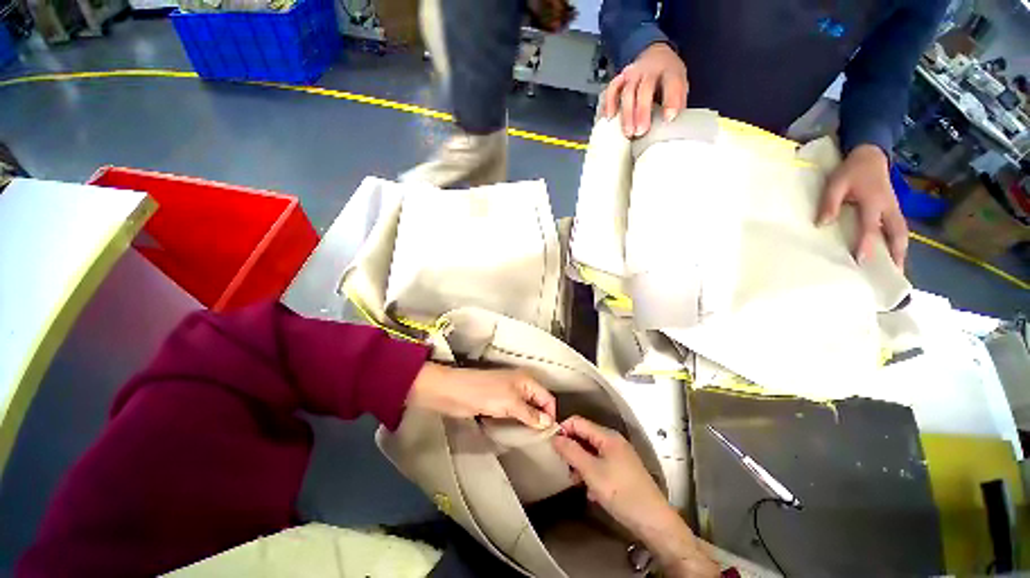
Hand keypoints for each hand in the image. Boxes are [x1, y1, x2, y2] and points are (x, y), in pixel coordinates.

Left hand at [407, 364, 556, 428]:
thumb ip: (531, 414)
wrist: (454, 392)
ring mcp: (509, 394)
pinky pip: (516, 412)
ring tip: (533, 439)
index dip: (550, 414)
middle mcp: (521, 385)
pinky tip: (520, 432)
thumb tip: (549, 423)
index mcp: (526, 380)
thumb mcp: (511, 403)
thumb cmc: (484, 393)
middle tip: (542, 440)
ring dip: (531, 421)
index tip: (549, 435)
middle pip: (539, 402)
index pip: (547, 397)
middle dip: (542, 418)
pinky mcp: (499, 402)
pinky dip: (520, 420)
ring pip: (527, 408)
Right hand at [551, 417, 717, 577]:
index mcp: (607, 436)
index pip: (578, 421)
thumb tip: (555, 437)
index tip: (551, 445)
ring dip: (580, 464)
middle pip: (584, 436)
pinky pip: (600, 464)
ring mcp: (619, 456)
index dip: (563, 429)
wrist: (653, 521)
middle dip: (572, 449)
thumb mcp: (592, 472)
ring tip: (575, 481)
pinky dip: (591, 473)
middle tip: (564, 467)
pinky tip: (590, 491)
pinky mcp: (622, 470)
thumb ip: (571, 452)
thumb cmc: (621, 492)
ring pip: (591, 452)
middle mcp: (613, 441)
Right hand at [604, 43, 687, 137]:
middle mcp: (650, 70)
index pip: (672, 83)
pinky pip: (612, 89)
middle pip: (644, 89)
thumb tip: (672, 123)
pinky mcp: (620, 78)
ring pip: (627, 92)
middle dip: (642, 112)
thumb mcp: (681, 84)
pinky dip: (609, 103)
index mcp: (669, 70)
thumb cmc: (667, 77)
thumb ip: (677, 102)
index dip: (671, 101)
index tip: (669, 118)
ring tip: (628, 132)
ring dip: (627, 114)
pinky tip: (610, 117)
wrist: (656, 56)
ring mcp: (633, 73)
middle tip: (641, 131)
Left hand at [817, 144, 907, 266]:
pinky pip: (899, 229)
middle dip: (897, 254)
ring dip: (900, 251)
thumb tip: (822, 224)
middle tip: (893, 275)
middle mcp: (889, 208)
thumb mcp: (835, 183)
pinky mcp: (894, 209)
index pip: (870, 227)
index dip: (866, 244)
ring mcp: (894, 208)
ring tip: (896, 270)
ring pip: (902, 233)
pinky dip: (898, 243)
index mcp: (874, 202)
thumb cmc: (851, 171)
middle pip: (898, 234)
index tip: (862, 261)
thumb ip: (829, 203)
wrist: (870, 155)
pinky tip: (892, 255)